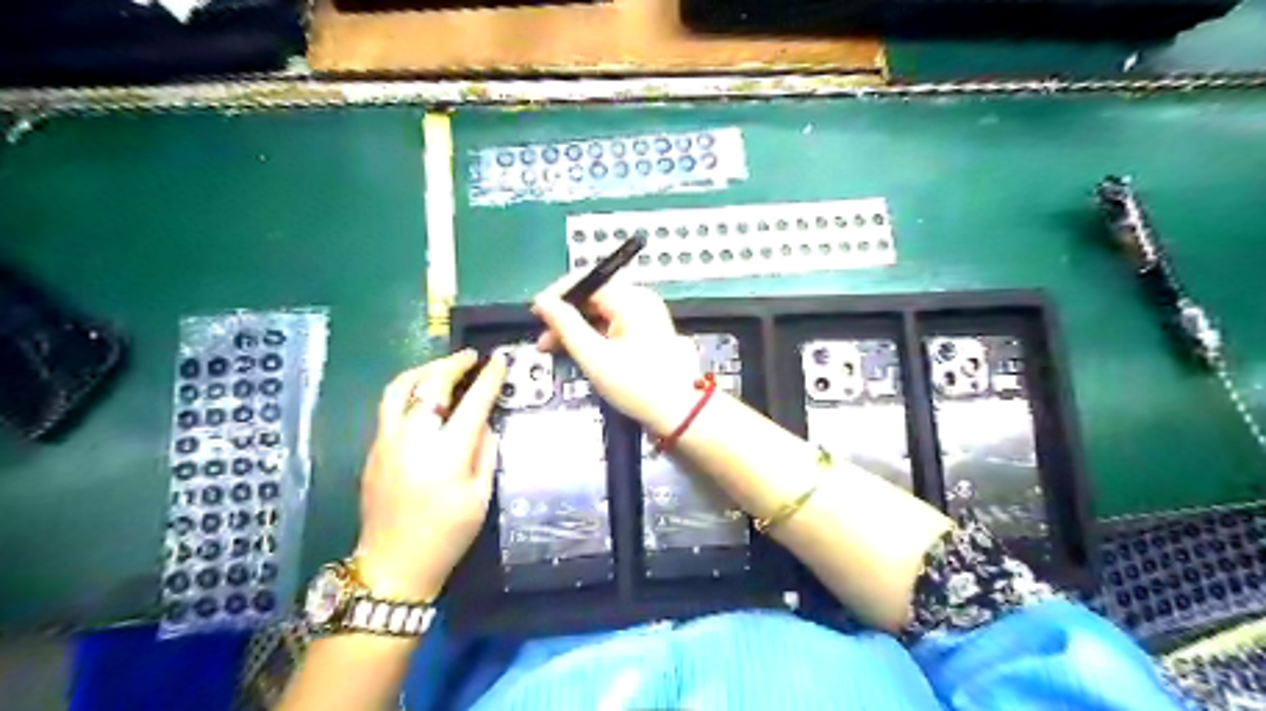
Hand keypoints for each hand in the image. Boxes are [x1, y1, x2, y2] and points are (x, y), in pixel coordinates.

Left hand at [353, 346, 506, 599]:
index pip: (473, 402)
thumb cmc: (446, 535)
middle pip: (430, 385)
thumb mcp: (480, 496)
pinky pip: (389, 407)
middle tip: (470, 357)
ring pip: (399, 388)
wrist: (393, 565)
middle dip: (453, 364)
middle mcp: (413, 439)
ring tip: (442, 367)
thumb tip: (485, 423)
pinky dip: (408, 391)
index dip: (488, 378)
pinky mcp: (372, 450)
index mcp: (446, 453)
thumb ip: (485, 453)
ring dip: (423, 370)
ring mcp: (386, 442)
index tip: (500, 360)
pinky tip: (422, 398)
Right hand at [529, 277, 696, 432]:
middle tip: (543, 339)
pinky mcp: (647, 334)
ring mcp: (646, 318)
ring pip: (601, 314)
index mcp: (631, 299)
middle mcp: (641, 302)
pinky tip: (579, 353)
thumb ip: (565, 325)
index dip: (557, 296)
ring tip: (556, 349)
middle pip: (592, 299)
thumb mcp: (594, 356)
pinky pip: (612, 326)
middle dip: (565, 318)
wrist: (679, 412)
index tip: (536, 313)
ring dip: (577, 330)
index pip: (585, 282)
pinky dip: (594, 337)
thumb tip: (544, 302)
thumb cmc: (639, 385)